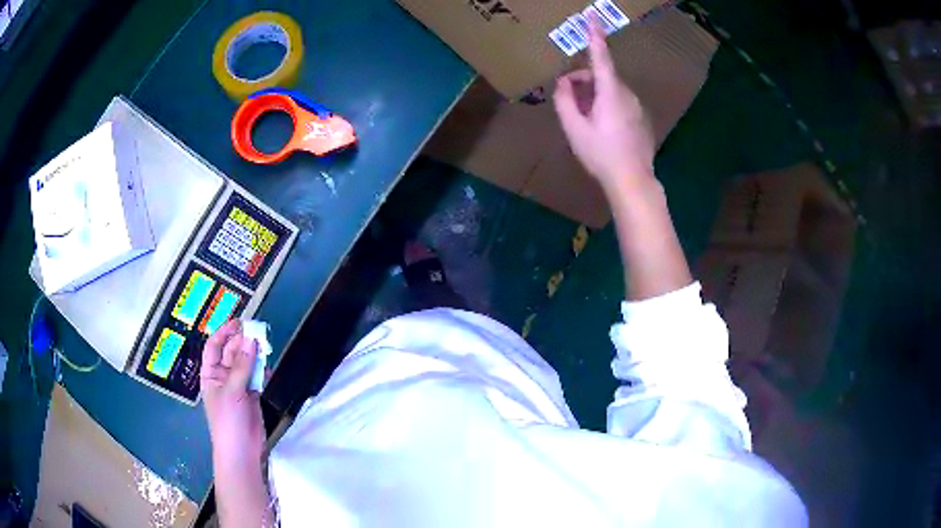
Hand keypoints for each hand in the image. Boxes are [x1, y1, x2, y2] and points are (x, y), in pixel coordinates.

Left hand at [200, 319, 263, 467]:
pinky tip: (267, 367)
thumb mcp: (232, 391)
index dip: (224, 332)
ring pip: (246, 363)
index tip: (239, 322)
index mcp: (210, 374)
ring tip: (265, 346)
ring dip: (254, 354)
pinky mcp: (252, 395)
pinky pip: (256, 376)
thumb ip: (243, 366)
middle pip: (232, 352)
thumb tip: (251, 340)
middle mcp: (223, 376)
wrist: (241, 450)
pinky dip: (262, 370)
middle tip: (258, 333)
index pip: (214, 347)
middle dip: (243, 342)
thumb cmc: (228, 420)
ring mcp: (238, 386)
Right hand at [553, 15, 655, 190]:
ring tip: (584, 119)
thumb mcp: (574, 129)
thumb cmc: (601, 154)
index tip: (592, 17)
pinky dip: (607, 105)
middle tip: (567, 100)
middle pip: (603, 76)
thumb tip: (563, 83)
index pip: (601, 57)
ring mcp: (638, 107)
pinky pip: (621, 102)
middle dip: (583, 81)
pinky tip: (602, 128)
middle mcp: (628, 94)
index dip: (595, 36)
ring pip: (612, 90)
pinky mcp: (643, 119)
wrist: (633, 181)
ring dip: (594, 95)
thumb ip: (564, 101)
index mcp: (610, 92)